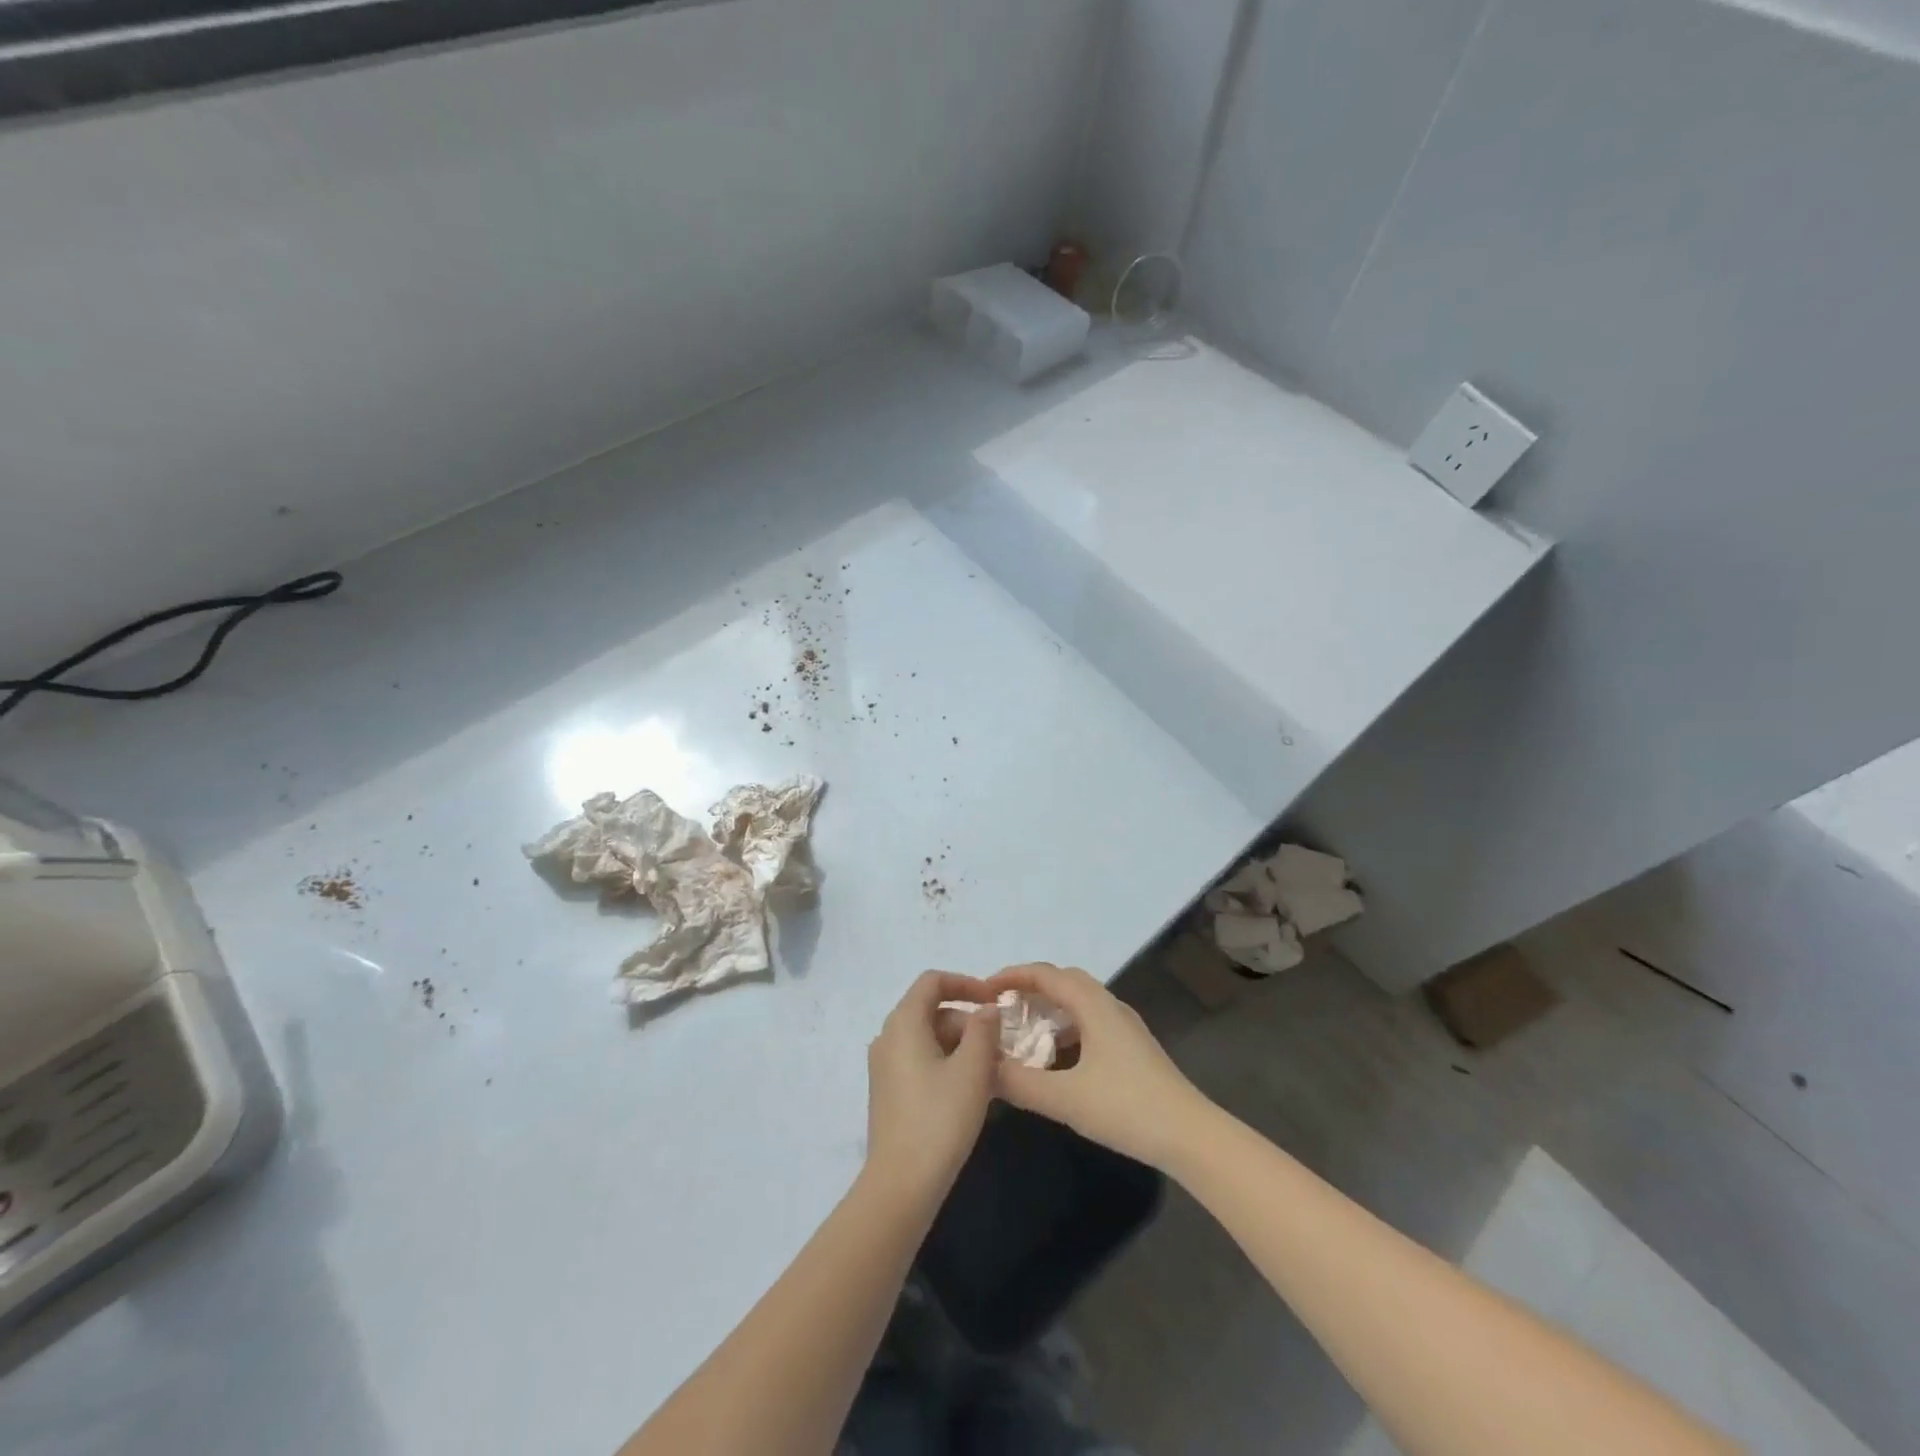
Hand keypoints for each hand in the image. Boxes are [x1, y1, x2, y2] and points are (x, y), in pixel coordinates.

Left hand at [863, 972, 1000, 1206]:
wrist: (901, 1184)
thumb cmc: (940, 1118)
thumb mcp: (972, 1069)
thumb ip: (983, 1029)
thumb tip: (987, 1008)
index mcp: (903, 1023)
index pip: (932, 981)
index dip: (965, 983)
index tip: (994, 1000)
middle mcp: (888, 1037)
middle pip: (931, 1010)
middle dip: (968, 1021)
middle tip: (1000, 1047)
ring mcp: (884, 1065)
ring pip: (928, 1037)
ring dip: (960, 1044)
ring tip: (991, 1070)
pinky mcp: (888, 1090)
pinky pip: (920, 1059)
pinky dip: (946, 1062)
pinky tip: (969, 1089)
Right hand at [987, 963, 1211, 1170]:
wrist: (1190, 1135)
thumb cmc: (1127, 1108)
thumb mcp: (1065, 1098)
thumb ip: (1019, 1082)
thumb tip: (982, 1068)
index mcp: (1093, 1006)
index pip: (1046, 974)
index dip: (1012, 976)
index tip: (984, 990)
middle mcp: (1110, 1006)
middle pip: (1064, 981)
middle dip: (1030, 989)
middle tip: (1001, 1008)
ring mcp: (1125, 1027)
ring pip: (1080, 1003)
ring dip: (1050, 1009)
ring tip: (1023, 1032)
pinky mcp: (1133, 1048)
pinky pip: (1091, 1022)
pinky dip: (1066, 1029)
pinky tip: (1056, 1059)